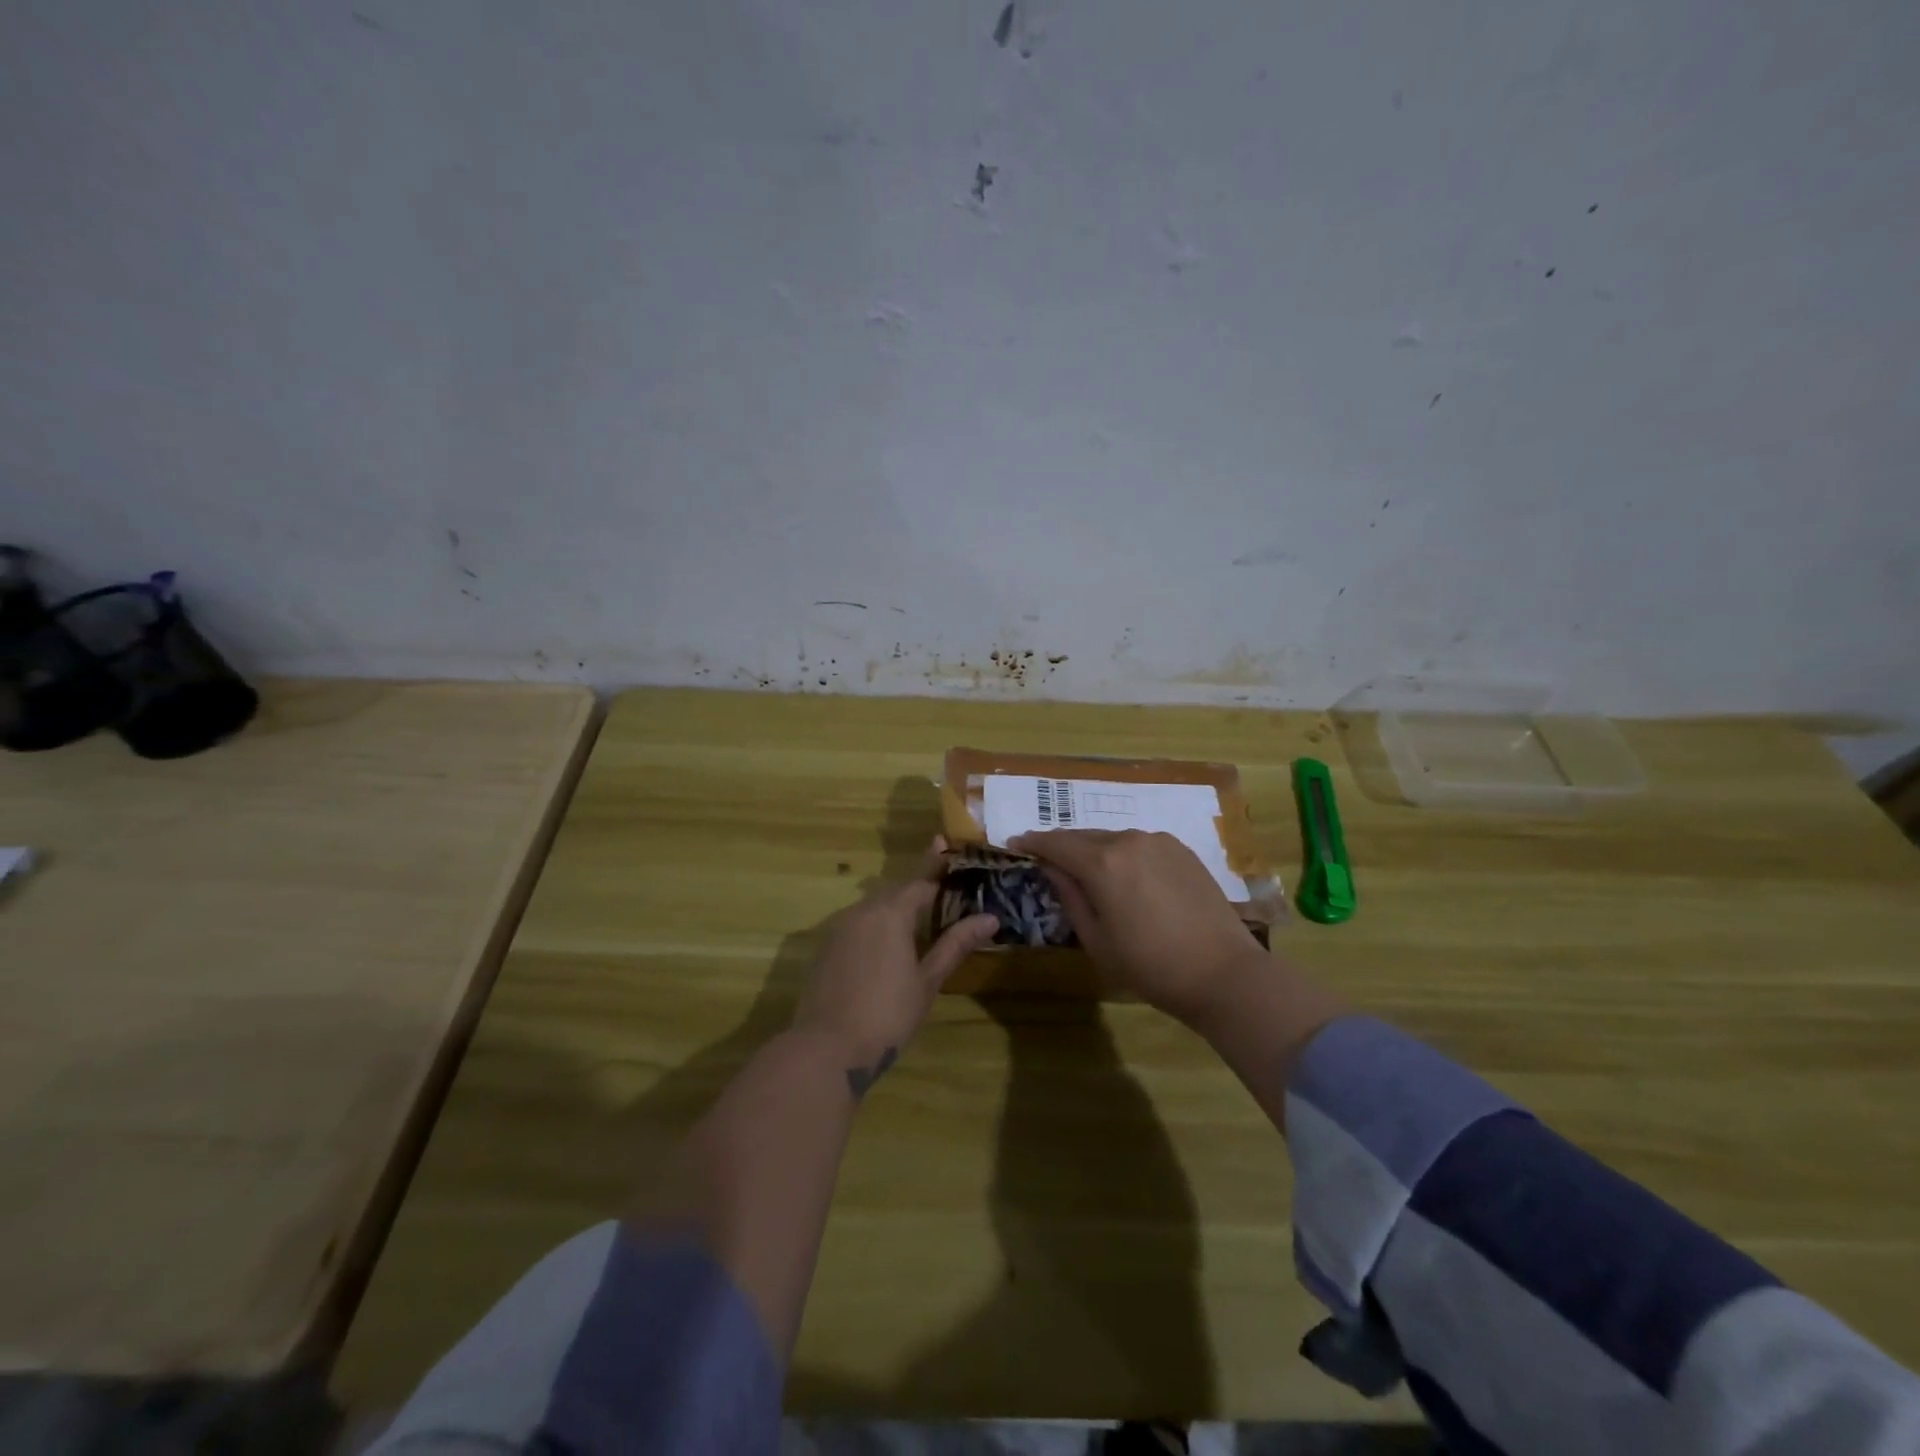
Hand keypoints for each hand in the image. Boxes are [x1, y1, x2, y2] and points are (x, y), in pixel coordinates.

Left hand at [793, 837, 997, 1096]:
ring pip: (874, 906)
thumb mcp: (928, 980)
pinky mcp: (826, 948)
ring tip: (919, 920)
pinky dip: (876, 925)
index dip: (939, 866)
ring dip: (896, 907)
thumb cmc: (887, 1014)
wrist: (826, 1048)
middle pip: (897, 890)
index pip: (922, 879)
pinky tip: (887, 946)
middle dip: (919, 888)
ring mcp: (839, 928)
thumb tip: (990, 917)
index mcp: (891, 911)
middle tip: (942, 889)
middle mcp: (863, 910)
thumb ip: (956, 944)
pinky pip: (858, 924)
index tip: (948, 847)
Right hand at [1009, 828, 1266, 1027]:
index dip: (1033, 843)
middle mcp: (1129, 840)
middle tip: (1049, 861)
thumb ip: (1070, 897)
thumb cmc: (1151, 966)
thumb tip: (1052, 869)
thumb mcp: (1096, 940)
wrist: (1223, 973)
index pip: (1057, 843)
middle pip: (1085, 836)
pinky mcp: (1182, 850)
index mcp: (1102, 863)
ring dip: (1095, 851)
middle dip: (1064, 847)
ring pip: (1114, 839)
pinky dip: (1124, 855)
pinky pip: (1140, 845)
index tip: (1016, 843)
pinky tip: (1126, 877)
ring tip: (1089, 873)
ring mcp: (1159, 841)